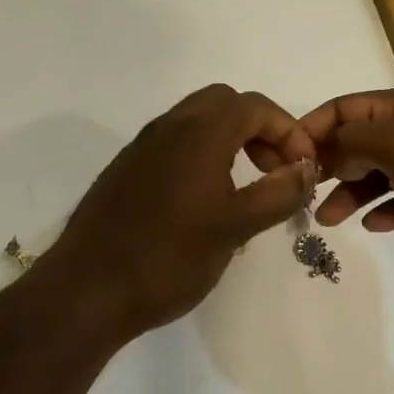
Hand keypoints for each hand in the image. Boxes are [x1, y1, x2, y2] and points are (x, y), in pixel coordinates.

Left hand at [32, 85, 317, 343]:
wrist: (87, 290)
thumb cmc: (168, 257)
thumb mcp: (235, 228)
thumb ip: (277, 193)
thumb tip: (307, 169)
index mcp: (199, 132)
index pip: (255, 106)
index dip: (289, 131)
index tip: (304, 169)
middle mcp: (169, 127)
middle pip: (225, 104)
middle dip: (259, 129)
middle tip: (275, 171)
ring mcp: (143, 147)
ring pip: (198, 121)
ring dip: (231, 141)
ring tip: (248, 188)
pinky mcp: (127, 169)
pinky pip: (175, 144)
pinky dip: (203, 155)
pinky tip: (208, 202)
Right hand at [299, 84, 393, 283]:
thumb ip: (351, 141)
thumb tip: (324, 151)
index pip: (345, 107)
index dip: (313, 129)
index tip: (286, 161)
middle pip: (360, 140)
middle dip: (330, 164)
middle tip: (305, 194)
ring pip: (380, 174)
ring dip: (352, 193)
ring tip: (328, 220)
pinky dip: (387, 210)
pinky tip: (372, 226)